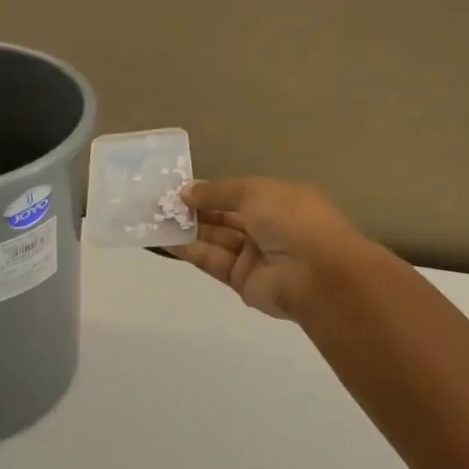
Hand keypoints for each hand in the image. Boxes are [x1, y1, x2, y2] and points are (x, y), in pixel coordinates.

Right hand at [169, 178, 373, 321]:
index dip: (209, 191)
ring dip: (186, 228)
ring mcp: (254, 255)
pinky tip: (164, 239)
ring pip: (215, 238)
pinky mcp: (241, 280)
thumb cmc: (292, 220)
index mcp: (278, 200)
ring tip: (153, 218)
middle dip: (193, 209)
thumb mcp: (254, 192)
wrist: (316, 275)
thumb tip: (186, 191)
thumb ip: (218, 192)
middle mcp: (266, 226)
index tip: (177, 188)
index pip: (237, 193)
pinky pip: (212, 260)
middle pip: (223, 216)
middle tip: (157, 203)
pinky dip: (189, 249)